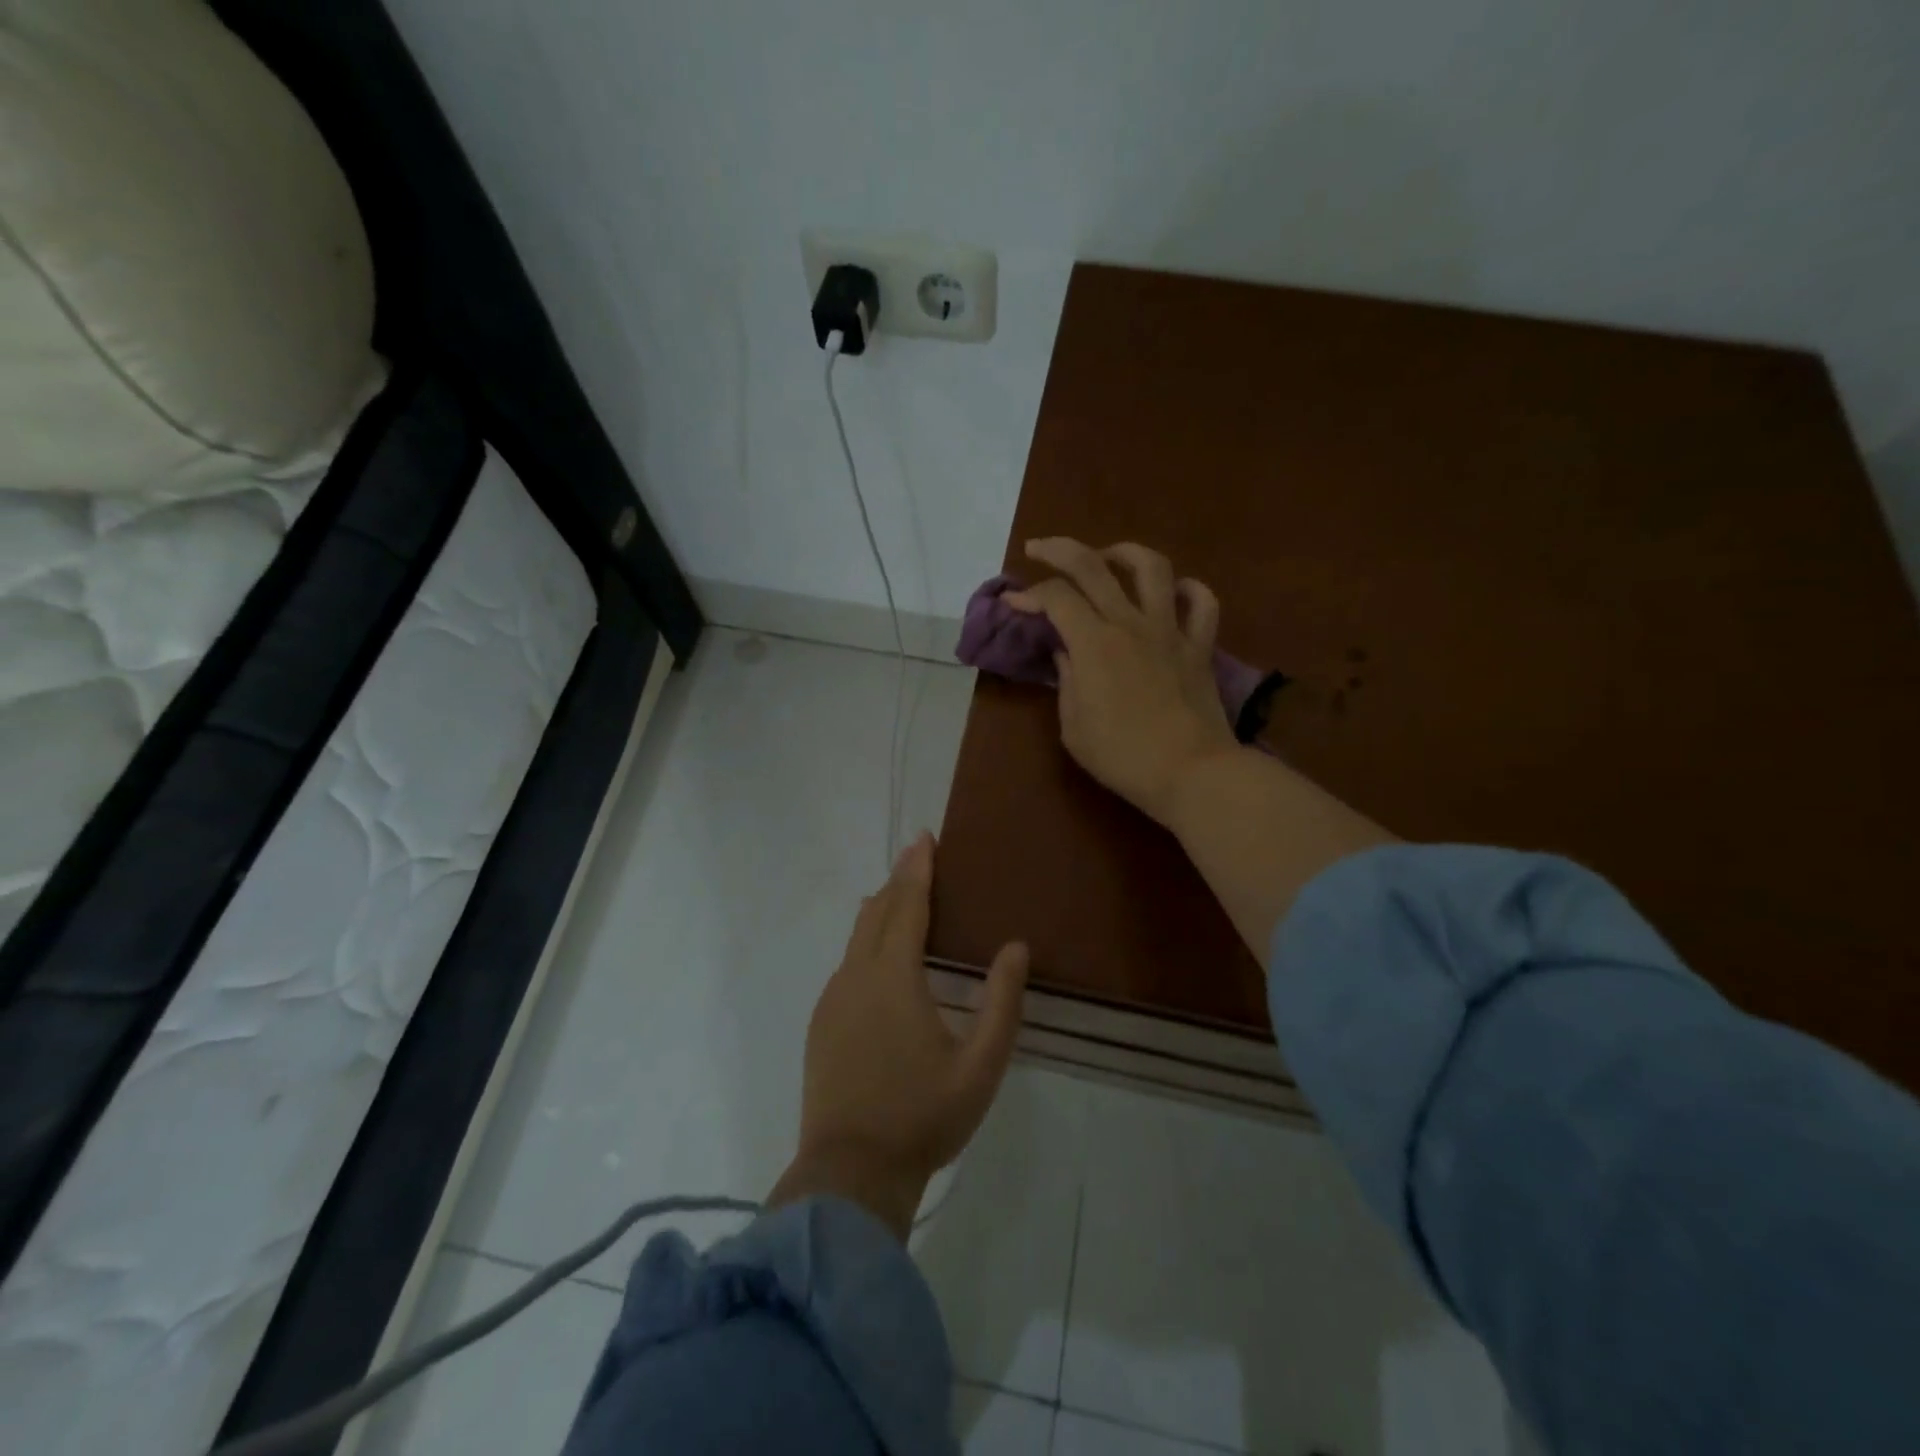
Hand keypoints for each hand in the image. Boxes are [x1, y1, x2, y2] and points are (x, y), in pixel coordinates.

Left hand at [768, 833, 1029, 1239]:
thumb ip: (1002, 1003)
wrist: (850, 1171)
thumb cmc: (923, 1116)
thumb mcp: (981, 1065)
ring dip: (881, 910)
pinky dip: (867, 942)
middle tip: (919, 857)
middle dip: (898, 880)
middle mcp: (856, 975)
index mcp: (893, 977)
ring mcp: (833, 999)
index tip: (924, 838)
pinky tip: (881, 957)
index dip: (917, 869)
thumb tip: (1016, 948)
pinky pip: (847, 964)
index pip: (906, 905)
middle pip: (876, 911)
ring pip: (857, 937)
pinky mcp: (822, 1023)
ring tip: (903, 898)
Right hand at [1007, 538, 1240, 826]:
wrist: (1191, 772)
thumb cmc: (1123, 757)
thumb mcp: (1074, 727)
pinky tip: (1174, 591)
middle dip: (1059, 549)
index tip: (1013, 605)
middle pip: (1093, 566)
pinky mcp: (1200, 646)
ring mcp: (1170, 631)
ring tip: (1109, 557)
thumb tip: (1066, 652)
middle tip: (1039, 548)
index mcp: (1093, 643)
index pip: (1055, 598)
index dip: (1028, 595)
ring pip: (1152, 568)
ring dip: (1125, 553)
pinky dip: (1189, 590)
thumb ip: (1067, 681)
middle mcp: (1130, 624)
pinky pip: (1202, 604)